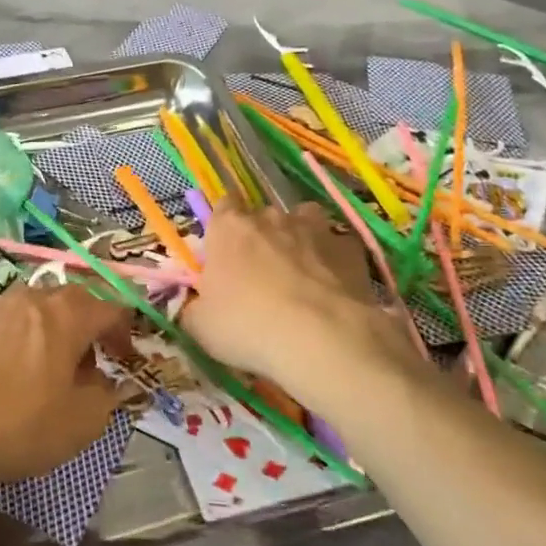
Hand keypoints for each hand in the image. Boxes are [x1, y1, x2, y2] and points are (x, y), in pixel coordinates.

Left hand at [0, 281, 131, 500]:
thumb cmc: (20, 424)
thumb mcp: (82, 422)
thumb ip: (106, 394)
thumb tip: (104, 380)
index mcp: (68, 313)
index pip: (112, 307)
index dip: (126, 332)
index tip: (127, 358)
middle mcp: (33, 298)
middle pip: (75, 300)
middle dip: (91, 327)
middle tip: (95, 362)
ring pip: (40, 309)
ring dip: (56, 331)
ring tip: (55, 369)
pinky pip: (12, 323)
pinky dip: (26, 339)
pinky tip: (17, 374)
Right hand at [182, 200, 393, 385]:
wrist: (321, 339)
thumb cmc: (247, 326)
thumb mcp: (200, 327)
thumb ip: (195, 308)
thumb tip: (197, 306)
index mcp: (228, 229)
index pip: (223, 206)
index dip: (224, 226)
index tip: (225, 249)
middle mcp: (270, 218)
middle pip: (262, 216)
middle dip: (261, 237)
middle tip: (261, 274)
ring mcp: (314, 229)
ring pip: (304, 220)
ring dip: (300, 238)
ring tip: (301, 272)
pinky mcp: (350, 248)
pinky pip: (338, 246)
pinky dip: (334, 260)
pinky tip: (335, 286)